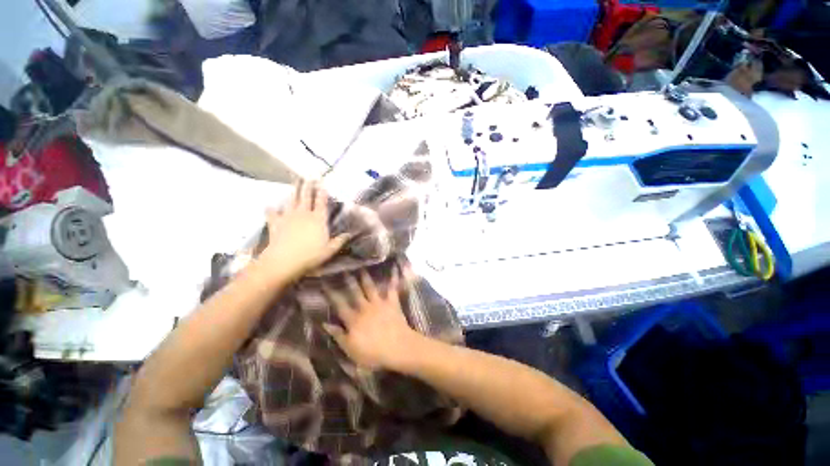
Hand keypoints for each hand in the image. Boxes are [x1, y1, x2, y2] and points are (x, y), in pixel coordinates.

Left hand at [259, 181, 348, 280]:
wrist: (284, 261)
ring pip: (291, 200)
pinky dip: (271, 209)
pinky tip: (270, 205)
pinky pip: (272, 213)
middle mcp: (304, 214)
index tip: (323, 183)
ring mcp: (288, 217)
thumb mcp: (330, 250)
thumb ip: (340, 241)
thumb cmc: (310, 255)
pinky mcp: (275, 223)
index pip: (322, 202)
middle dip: (308, 186)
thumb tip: (349, 234)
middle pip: (306, 196)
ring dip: (294, 191)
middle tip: (309, 176)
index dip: (322, 192)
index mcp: (318, 219)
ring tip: (295, 182)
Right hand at [323, 269, 419, 369]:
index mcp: (354, 319)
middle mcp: (365, 307)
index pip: (340, 305)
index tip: (325, 284)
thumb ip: (338, 335)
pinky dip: (394, 278)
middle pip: (355, 292)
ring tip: (362, 267)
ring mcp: (379, 303)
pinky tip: (395, 268)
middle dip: (349, 281)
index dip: (332, 295)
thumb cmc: (373, 352)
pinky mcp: (392, 302)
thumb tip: (325, 323)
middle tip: (344, 269)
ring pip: (371, 288)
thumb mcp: (351, 349)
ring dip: (366, 277)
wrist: (397, 347)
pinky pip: (392, 288)